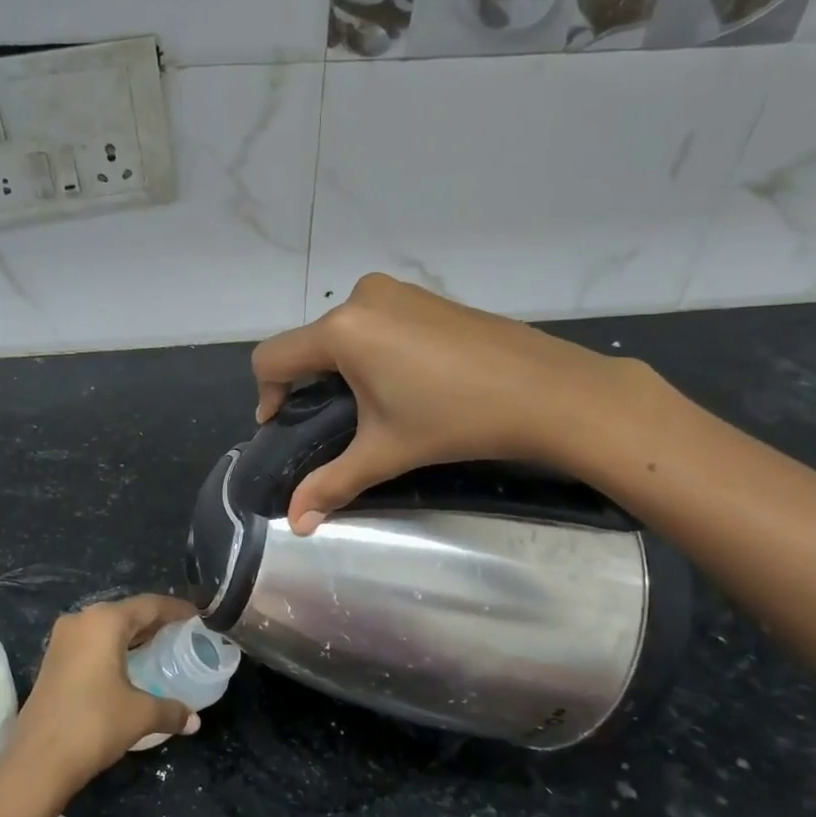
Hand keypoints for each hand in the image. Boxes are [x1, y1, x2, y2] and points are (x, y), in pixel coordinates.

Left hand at [0, 595, 200, 809]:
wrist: (36, 762)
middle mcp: (82, 620)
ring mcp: (63, 640)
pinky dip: (115, 648)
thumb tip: (194, 720)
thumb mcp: (140, 715)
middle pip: (128, 613)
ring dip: (134, 636)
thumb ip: (171, 710)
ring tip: (162, 648)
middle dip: (156, 622)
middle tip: (184, 634)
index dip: (177, 609)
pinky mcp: (54, 660)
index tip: (199, 616)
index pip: (150, 605)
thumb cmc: (93, 724)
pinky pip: (93, 643)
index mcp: (105, 621)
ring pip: (108, 628)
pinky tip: (131, 666)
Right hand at [252, 273, 647, 533]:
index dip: (267, 395)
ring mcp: (397, 292)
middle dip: (309, 384)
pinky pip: (375, 321)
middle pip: (308, 344)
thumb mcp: (386, 452)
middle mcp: (361, 299)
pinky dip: (371, 350)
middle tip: (331, 424)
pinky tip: (404, 382)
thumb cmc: (457, 419)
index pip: (273, 357)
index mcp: (342, 330)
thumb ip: (332, 483)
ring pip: (342, 331)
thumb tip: (295, 524)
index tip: (282, 426)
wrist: (548, 391)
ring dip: (341, 367)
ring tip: (371, 406)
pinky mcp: (424, 296)